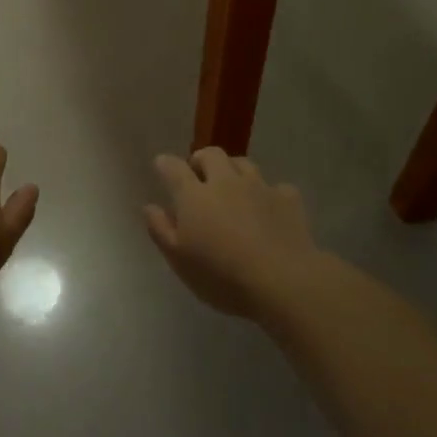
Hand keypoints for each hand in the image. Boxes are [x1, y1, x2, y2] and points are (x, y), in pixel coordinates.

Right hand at [145, 148, 321, 316]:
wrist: (282, 281)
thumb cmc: (221, 275)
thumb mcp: (179, 260)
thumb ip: (160, 230)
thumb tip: (149, 206)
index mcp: (194, 195)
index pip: (173, 167)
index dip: (165, 164)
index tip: (161, 166)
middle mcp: (225, 182)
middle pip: (211, 154)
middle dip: (201, 160)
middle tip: (198, 177)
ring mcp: (259, 187)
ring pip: (243, 163)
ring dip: (233, 170)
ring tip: (232, 188)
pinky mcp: (288, 199)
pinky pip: (276, 187)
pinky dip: (268, 194)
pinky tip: (268, 208)